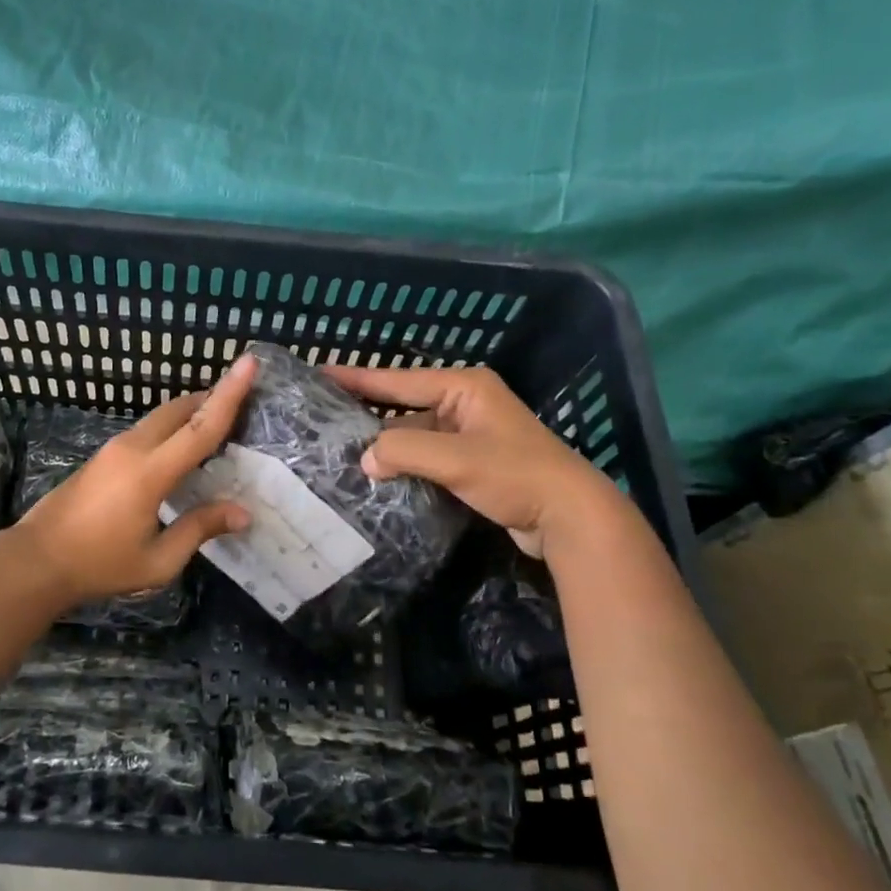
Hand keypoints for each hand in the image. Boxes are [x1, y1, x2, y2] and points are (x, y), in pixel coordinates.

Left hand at [15, 355, 257, 602]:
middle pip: (180, 409)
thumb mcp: (157, 560)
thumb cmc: (99, 564)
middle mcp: (133, 449)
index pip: (200, 427)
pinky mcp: (104, 455)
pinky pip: (147, 430)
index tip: (249, 363)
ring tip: (218, 422)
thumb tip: (242, 513)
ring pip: (161, 416)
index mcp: (150, 472)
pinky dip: (172, 427)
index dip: (229, 395)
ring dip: (190, 413)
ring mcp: (114, 448)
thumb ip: (199, 530)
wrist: (37, 560)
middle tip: (244, 399)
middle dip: (212, 397)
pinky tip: (181, 449)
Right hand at [324, 363, 617, 557]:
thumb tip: (365, 460)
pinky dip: (405, 465)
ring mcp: (470, 435)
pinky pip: (427, 457)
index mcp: (464, 388)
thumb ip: (403, 452)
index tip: (319, 374)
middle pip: (404, 407)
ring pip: (414, 436)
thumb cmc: (514, 474)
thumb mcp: (455, 459)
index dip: (357, 378)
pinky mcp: (473, 463)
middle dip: (367, 416)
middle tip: (324, 420)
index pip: (397, 380)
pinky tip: (377, 476)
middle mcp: (465, 404)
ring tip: (342, 453)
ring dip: (386, 448)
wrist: (571, 516)